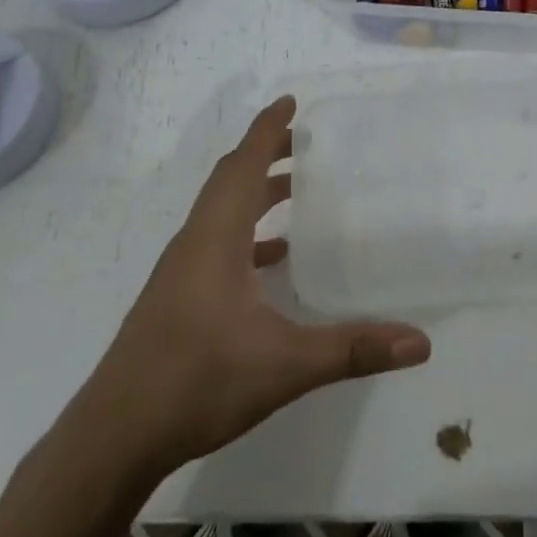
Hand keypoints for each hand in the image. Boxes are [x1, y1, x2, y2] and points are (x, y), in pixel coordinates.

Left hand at [73, 96, 430, 477]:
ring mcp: (181, 270)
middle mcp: (195, 242)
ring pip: (221, 211)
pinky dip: (246, 233)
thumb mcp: (285, 365)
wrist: (116, 435)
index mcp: (215, 237)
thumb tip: (421, 342)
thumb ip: (353, 349)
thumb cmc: (197, 381)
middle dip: (266, 153)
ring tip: (297, 189)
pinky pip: (216, 242)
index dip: (267, 129)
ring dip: (255, 191)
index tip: (291, 100)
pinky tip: (273, 259)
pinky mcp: (177, 296)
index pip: (244, 165)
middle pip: (230, 179)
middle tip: (307, 141)